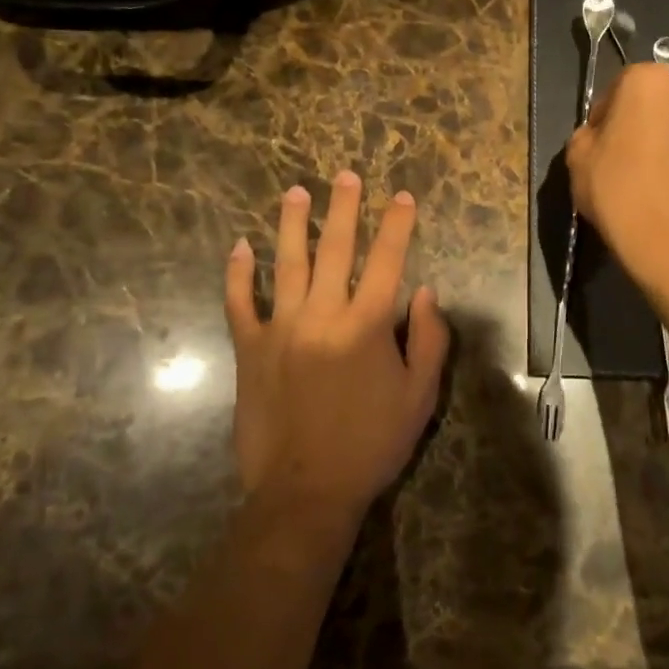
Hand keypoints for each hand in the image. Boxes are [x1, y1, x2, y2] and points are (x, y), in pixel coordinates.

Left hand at [224, 173, 449, 534]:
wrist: (306, 492)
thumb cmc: (372, 444)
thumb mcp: (420, 396)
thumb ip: (429, 340)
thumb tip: (426, 292)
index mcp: (367, 325)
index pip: (387, 260)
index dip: (396, 224)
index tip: (401, 196)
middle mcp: (323, 315)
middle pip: (335, 249)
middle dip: (344, 208)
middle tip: (345, 175)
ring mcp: (281, 329)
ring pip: (287, 263)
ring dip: (293, 224)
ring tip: (296, 191)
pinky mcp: (249, 350)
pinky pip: (240, 303)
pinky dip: (239, 274)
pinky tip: (240, 247)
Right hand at [566, 62, 668, 290]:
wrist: (667, 241)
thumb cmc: (616, 185)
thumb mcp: (577, 154)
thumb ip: (587, 133)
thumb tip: (601, 138)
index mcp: (650, 82)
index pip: (618, 84)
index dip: (602, 111)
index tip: (593, 139)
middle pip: (648, 104)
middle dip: (630, 123)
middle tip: (609, 156)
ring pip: (667, 129)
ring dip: (651, 144)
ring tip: (631, 179)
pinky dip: (667, 166)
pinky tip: (650, 193)